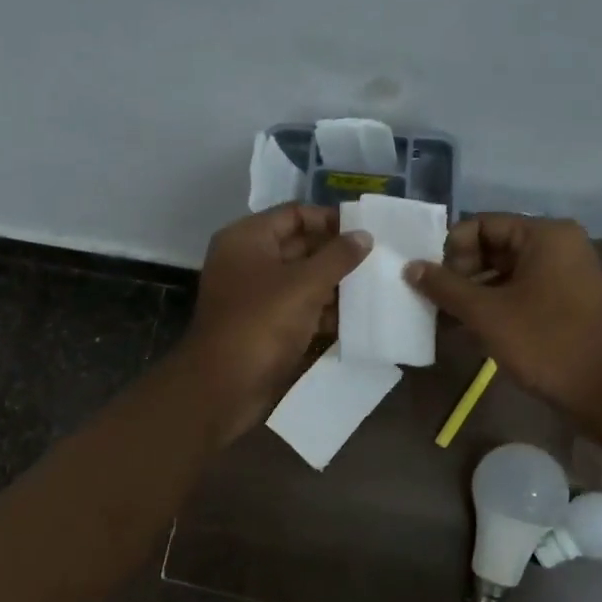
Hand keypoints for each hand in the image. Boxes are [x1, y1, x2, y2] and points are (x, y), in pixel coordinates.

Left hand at [178, 205, 370, 442]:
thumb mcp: (304, 284)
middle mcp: (248, 261)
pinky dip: (323, 312)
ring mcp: (255, 296)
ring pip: (302, 280)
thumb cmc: (261, 323)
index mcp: (248, 239)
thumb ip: (338, 257)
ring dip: (334, 286)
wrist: (223, 386)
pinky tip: (356, 319)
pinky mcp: (264, 326)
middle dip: (336, 255)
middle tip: (377, 262)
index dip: (329, 220)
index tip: (365, 232)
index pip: (294, 215)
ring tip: (374, 289)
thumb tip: (364, 235)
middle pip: (300, 247)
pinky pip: (298, 309)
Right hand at [404, 214, 601, 423]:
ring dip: (473, 293)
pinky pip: (520, 291)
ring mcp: (565, 273)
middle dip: (460, 273)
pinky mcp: (565, 301)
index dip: (451, 250)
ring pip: (504, 272)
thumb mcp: (487, 314)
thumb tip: (410, 267)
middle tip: (436, 303)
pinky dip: (494, 305)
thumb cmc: (547, 344)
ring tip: (446, 320)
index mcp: (544, 234)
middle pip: (492, 246)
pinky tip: (470, 330)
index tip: (433, 283)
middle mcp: (557, 245)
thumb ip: (445, 287)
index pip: (481, 224)